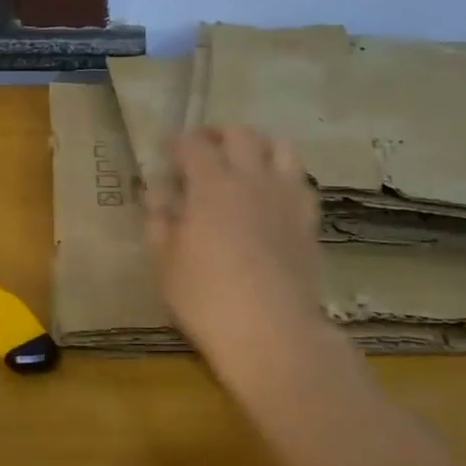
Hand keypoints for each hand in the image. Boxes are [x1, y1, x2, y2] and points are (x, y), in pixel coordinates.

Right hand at [145, 126, 330, 392]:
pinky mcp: (309, 219)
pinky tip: (273, 197)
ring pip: (281, 147)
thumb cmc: (206, 298)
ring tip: (244, 165)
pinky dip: (285, 177)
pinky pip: (301, 181)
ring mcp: (286, 196)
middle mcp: (251, 179)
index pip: (193, 144)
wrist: (272, 331)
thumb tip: (156, 194)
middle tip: (203, 152)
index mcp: (211, 185)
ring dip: (259, 148)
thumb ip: (160, 221)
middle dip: (218, 135)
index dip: (177, 143)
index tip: (167, 151)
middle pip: (240, 134)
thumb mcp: (165, 263)